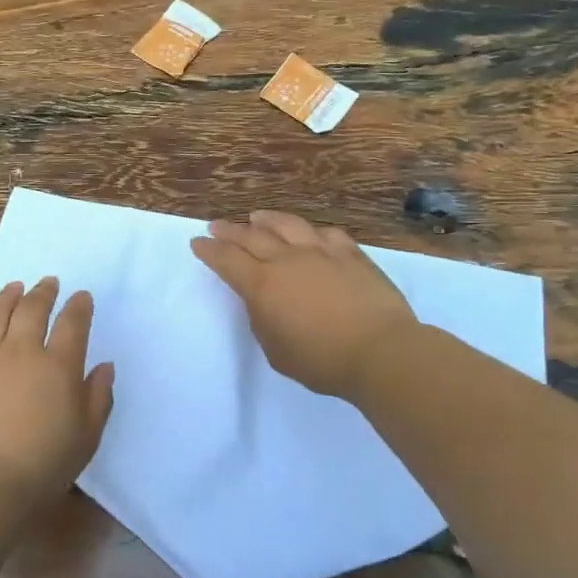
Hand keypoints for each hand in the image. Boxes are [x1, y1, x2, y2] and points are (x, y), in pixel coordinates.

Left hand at [0, 277, 115, 507]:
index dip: (79, 306)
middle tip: (48, 282)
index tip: (82, 296)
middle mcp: (19, 351)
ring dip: (6, 296)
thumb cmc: (41, 466)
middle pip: (31, 309)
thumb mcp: (86, 438)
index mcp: (57, 366)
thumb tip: (104, 367)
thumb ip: (98, 398)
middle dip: (43, 292)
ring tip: (13, 287)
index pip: (72, 324)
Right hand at [192, 211, 416, 399]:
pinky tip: (308, 232)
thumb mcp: (276, 351)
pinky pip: (325, 233)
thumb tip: (265, 301)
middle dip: (230, 230)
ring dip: (266, 219)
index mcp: (262, 285)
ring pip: (287, 225)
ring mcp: (321, 252)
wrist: (380, 351)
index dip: (209, 250)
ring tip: (256, 216)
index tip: (197, 242)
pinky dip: (310, 231)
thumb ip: (263, 320)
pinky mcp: (351, 254)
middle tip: (217, 225)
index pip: (227, 260)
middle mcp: (287, 260)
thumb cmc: (322, 361)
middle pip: (251, 236)